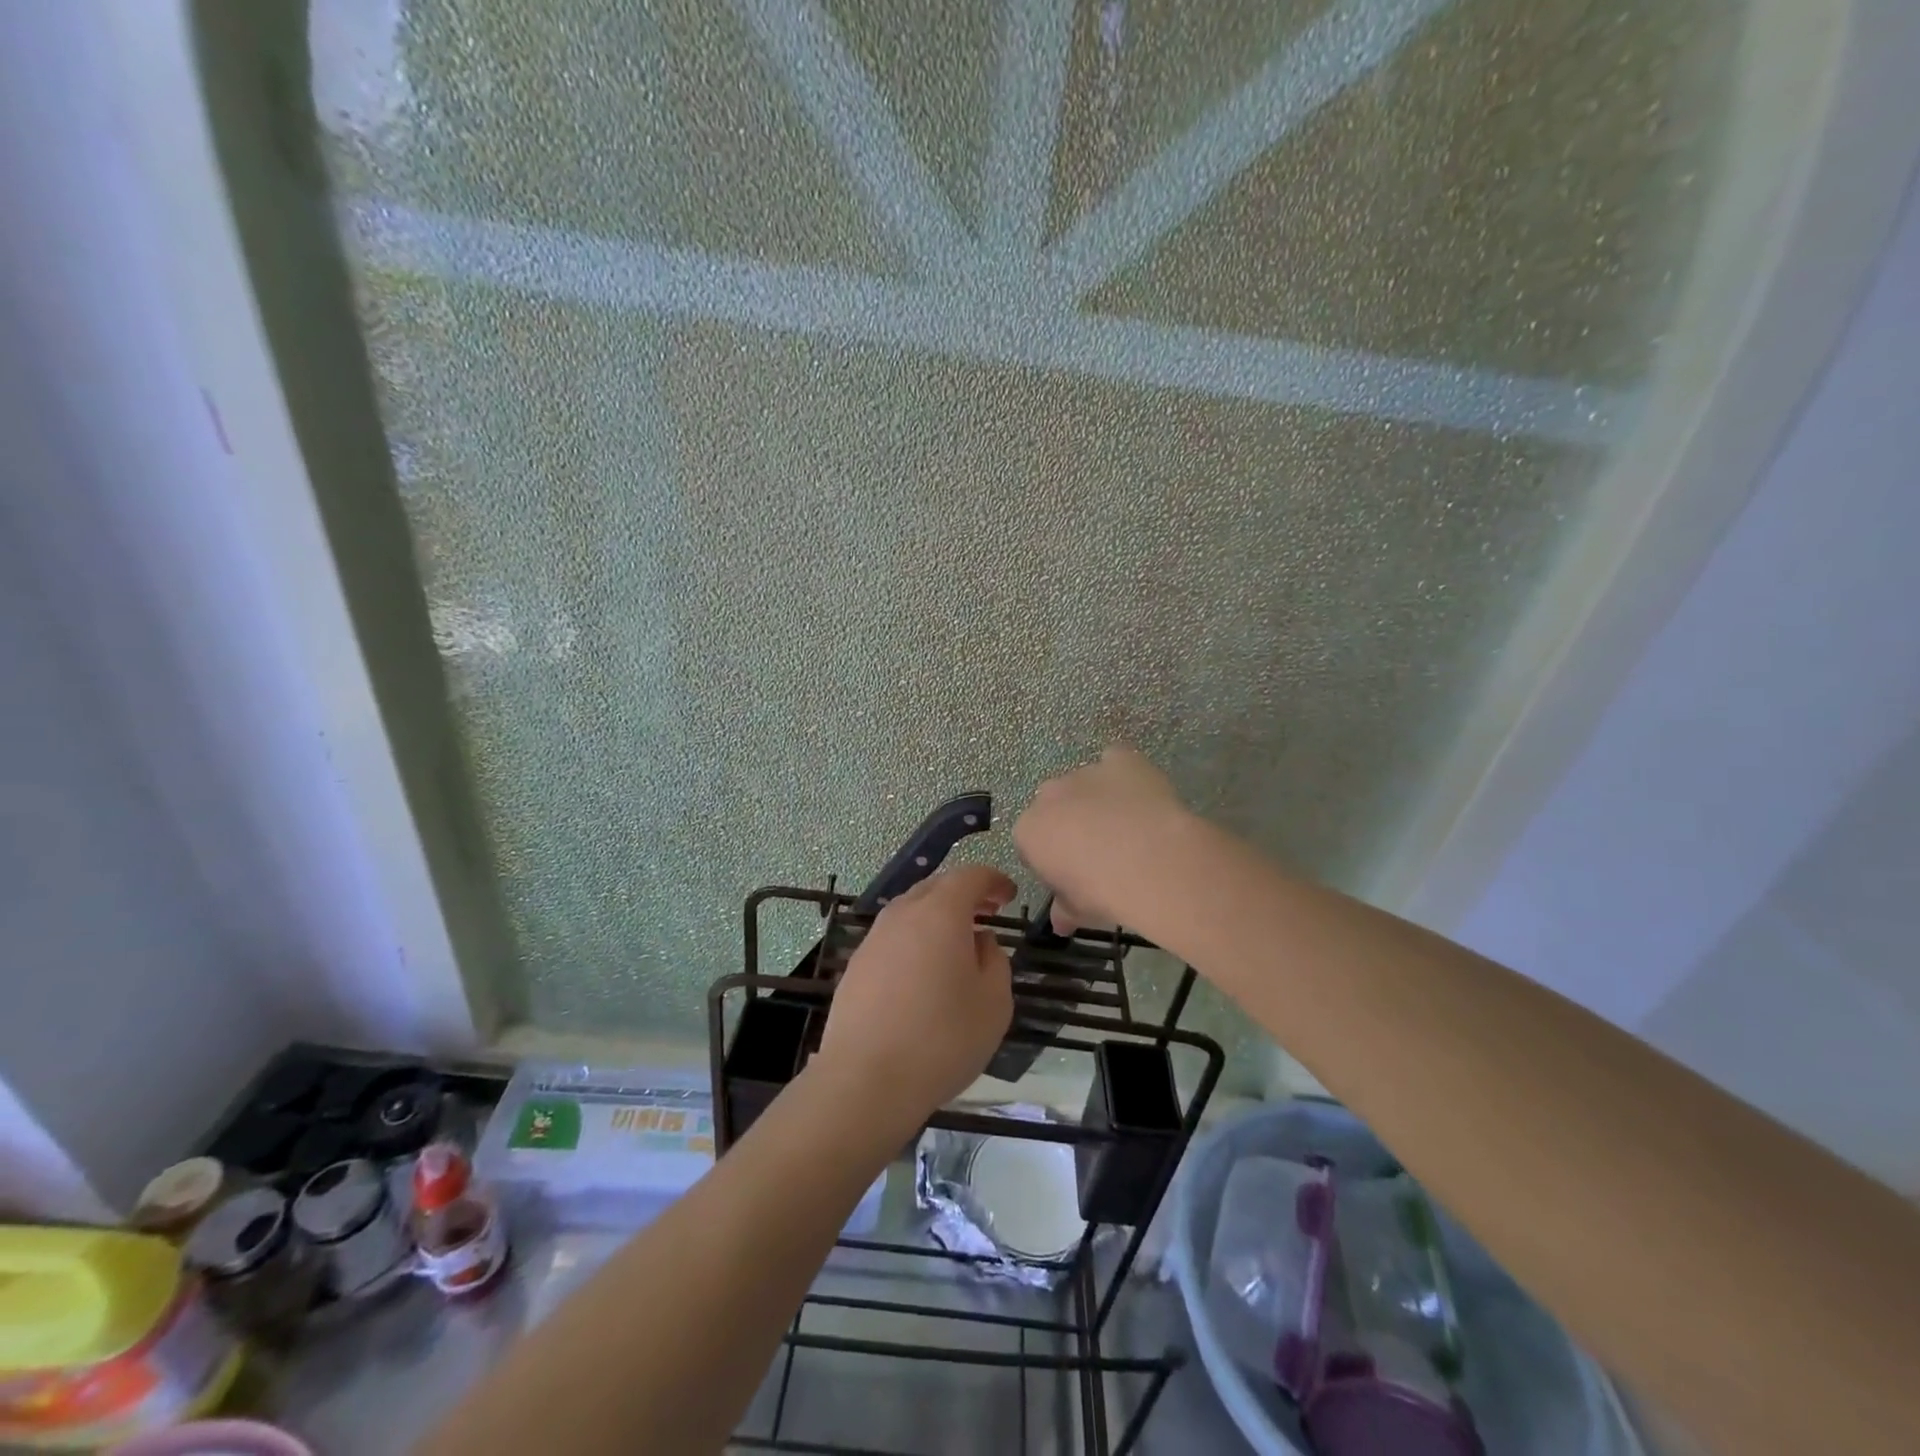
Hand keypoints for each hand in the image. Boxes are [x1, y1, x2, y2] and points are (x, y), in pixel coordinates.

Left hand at [815, 864, 1015, 1123]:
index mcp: (941, 912)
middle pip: (937, 887)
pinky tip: (923, 973)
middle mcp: (903, 914)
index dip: (993, 881)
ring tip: (957, 943)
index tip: (1009, 895)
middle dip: (965, 894)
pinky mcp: (856, 966)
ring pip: (911, 911)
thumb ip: (995, 961)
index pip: (970, 876)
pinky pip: (893, 938)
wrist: (865, 1080)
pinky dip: (915, 940)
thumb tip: (981, 942)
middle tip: (987, 912)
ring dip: (937, 917)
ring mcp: (874, 939)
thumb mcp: (994, 1003)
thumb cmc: (942, 1039)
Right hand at [1014, 746, 1193, 933]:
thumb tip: (1060, 923)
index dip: (1053, 860)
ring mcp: (1085, 773)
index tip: (1074, 877)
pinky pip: (1116, 760)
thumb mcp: (1078, 910)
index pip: (1032, 843)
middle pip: (1054, 807)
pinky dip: (1124, 774)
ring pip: (1085, 784)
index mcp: (1029, 830)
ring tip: (1130, 829)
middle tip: (1100, 853)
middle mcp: (1049, 795)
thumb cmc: (1102, 891)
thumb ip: (1064, 910)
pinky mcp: (1120, 759)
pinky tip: (1141, 795)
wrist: (1149, 861)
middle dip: (1071, 824)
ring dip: (1098, 800)